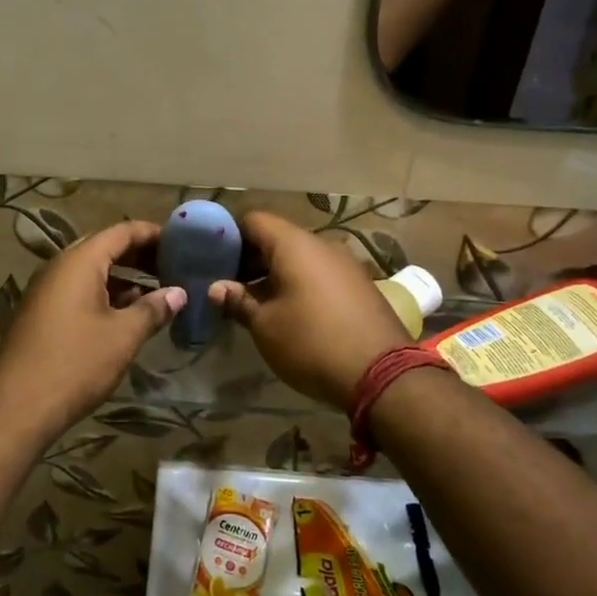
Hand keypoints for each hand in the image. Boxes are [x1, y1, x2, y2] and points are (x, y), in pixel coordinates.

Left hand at [0, 221, 184, 434]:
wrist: (16, 407)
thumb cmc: (75, 363)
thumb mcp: (123, 336)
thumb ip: (153, 309)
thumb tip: (178, 293)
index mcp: (79, 262)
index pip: (122, 231)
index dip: (153, 233)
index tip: (181, 242)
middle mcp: (59, 267)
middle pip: (105, 248)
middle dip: (140, 255)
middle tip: (173, 266)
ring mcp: (46, 291)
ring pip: (91, 271)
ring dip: (124, 277)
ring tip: (157, 290)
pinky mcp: (41, 314)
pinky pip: (78, 291)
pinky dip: (105, 294)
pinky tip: (126, 314)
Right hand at [211, 211, 411, 409]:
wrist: (382, 374)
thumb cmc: (312, 343)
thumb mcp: (265, 326)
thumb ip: (238, 301)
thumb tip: (217, 288)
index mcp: (295, 244)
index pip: (253, 220)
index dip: (229, 237)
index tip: (213, 261)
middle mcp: (322, 244)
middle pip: (277, 238)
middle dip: (251, 260)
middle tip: (230, 287)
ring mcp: (346, 264)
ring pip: (300, 258)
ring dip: (275, 274)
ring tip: (256, 304)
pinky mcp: (360, 285)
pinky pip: (320, 274)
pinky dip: (300, 284)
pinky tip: (291, 313)